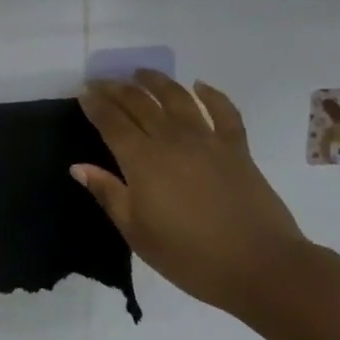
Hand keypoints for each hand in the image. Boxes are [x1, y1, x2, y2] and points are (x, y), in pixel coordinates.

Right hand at [75, 70, 309, 318]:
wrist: (261, 266)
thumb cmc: (190, 256)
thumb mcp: (137, 233)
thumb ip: (108, 194)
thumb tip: (78, 166)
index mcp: (141, 159)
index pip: (111, 121)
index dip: (95, 104)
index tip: (83, 92)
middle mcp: (170, 138)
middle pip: (138, 102)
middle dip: (116, 88)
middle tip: (101, 82)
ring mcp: (206, 138)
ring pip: (176, 96)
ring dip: (155, 81)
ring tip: (140, 73)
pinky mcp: (236, 147)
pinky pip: (223, 110)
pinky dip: (210, 94)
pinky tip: (200, 86)